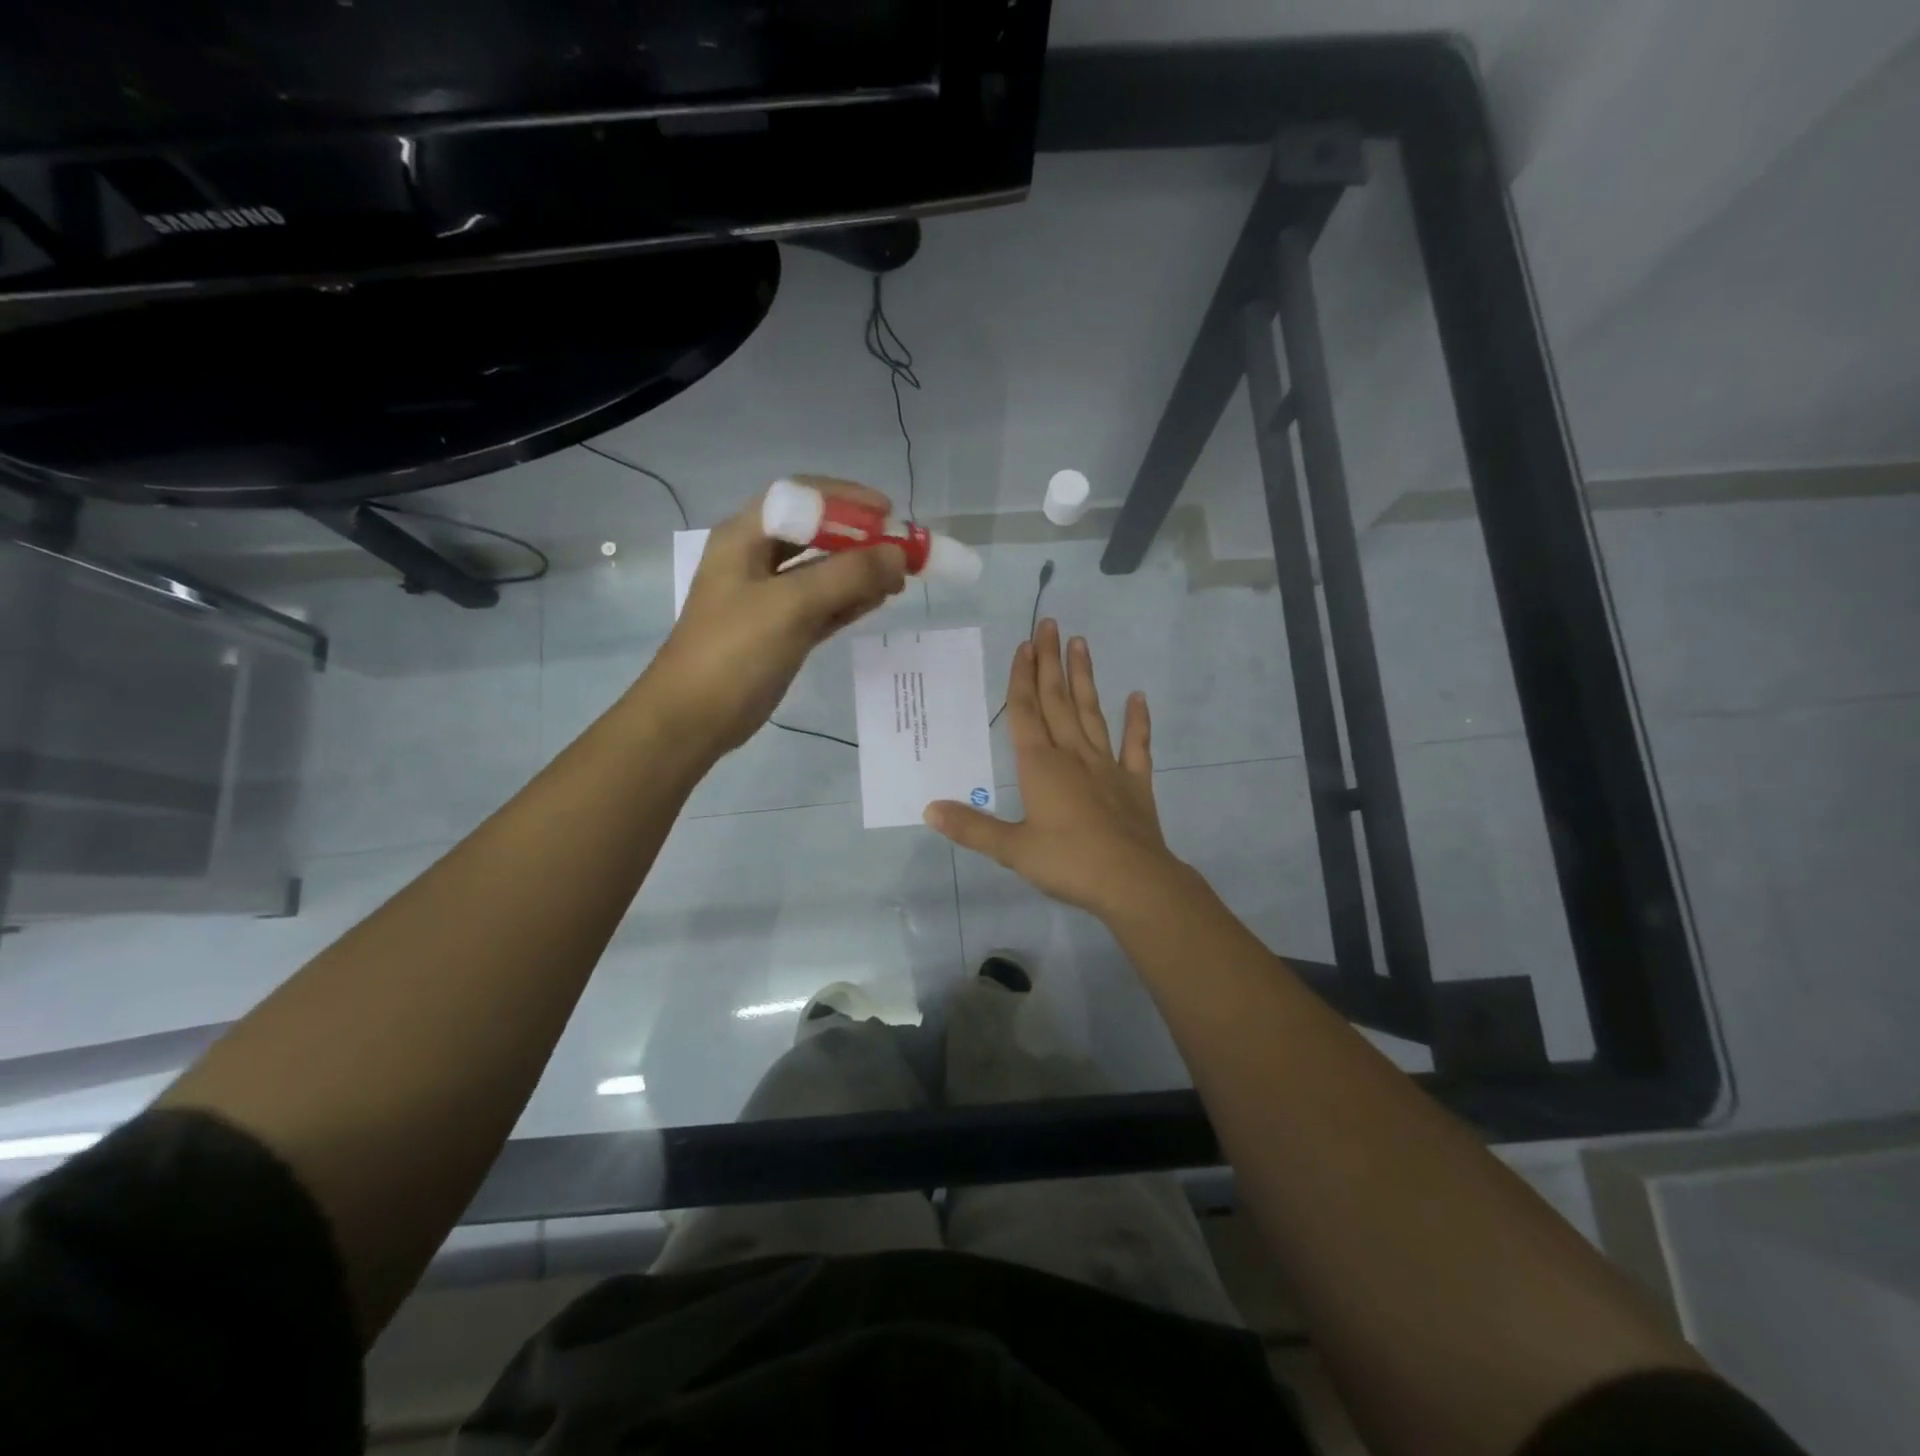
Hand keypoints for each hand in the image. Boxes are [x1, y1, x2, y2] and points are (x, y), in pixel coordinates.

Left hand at [642, 476, 906, 753]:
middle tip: (903, 549)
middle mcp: (757, 559)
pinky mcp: (782, 631)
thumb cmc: (734, 651)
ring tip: (901, 577)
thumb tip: (899, 554)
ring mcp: (770, 598)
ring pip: (824, 571)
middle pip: (816, 533)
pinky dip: (852, 600)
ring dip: (861, 570)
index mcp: (745, 537)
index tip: (889, 512)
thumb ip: (847, 575)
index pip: (800, 497)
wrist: (694, 717)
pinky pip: (824, 605)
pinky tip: (881, 599)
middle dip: (860, 537)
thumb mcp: (791, 605)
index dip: (846, 498)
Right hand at [924, 619, 1185, 917]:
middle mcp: (1073, 756)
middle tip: (1050, 623)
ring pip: (1092, 713)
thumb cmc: (1068, 863)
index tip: (1023, 645)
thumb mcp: (1012, 850)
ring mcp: (1107, 766)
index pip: (1026, 713)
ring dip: (1084, 679)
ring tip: (1081, 643)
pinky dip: (1137, 722)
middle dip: (1050, 662)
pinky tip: (1138, 697)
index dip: (1022, 678)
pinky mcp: (1135, 784)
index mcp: (1041, 766)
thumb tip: (928, 809)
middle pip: (1058, 701)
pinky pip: (1136, 746)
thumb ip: (971, 827)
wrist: (1132, 882)